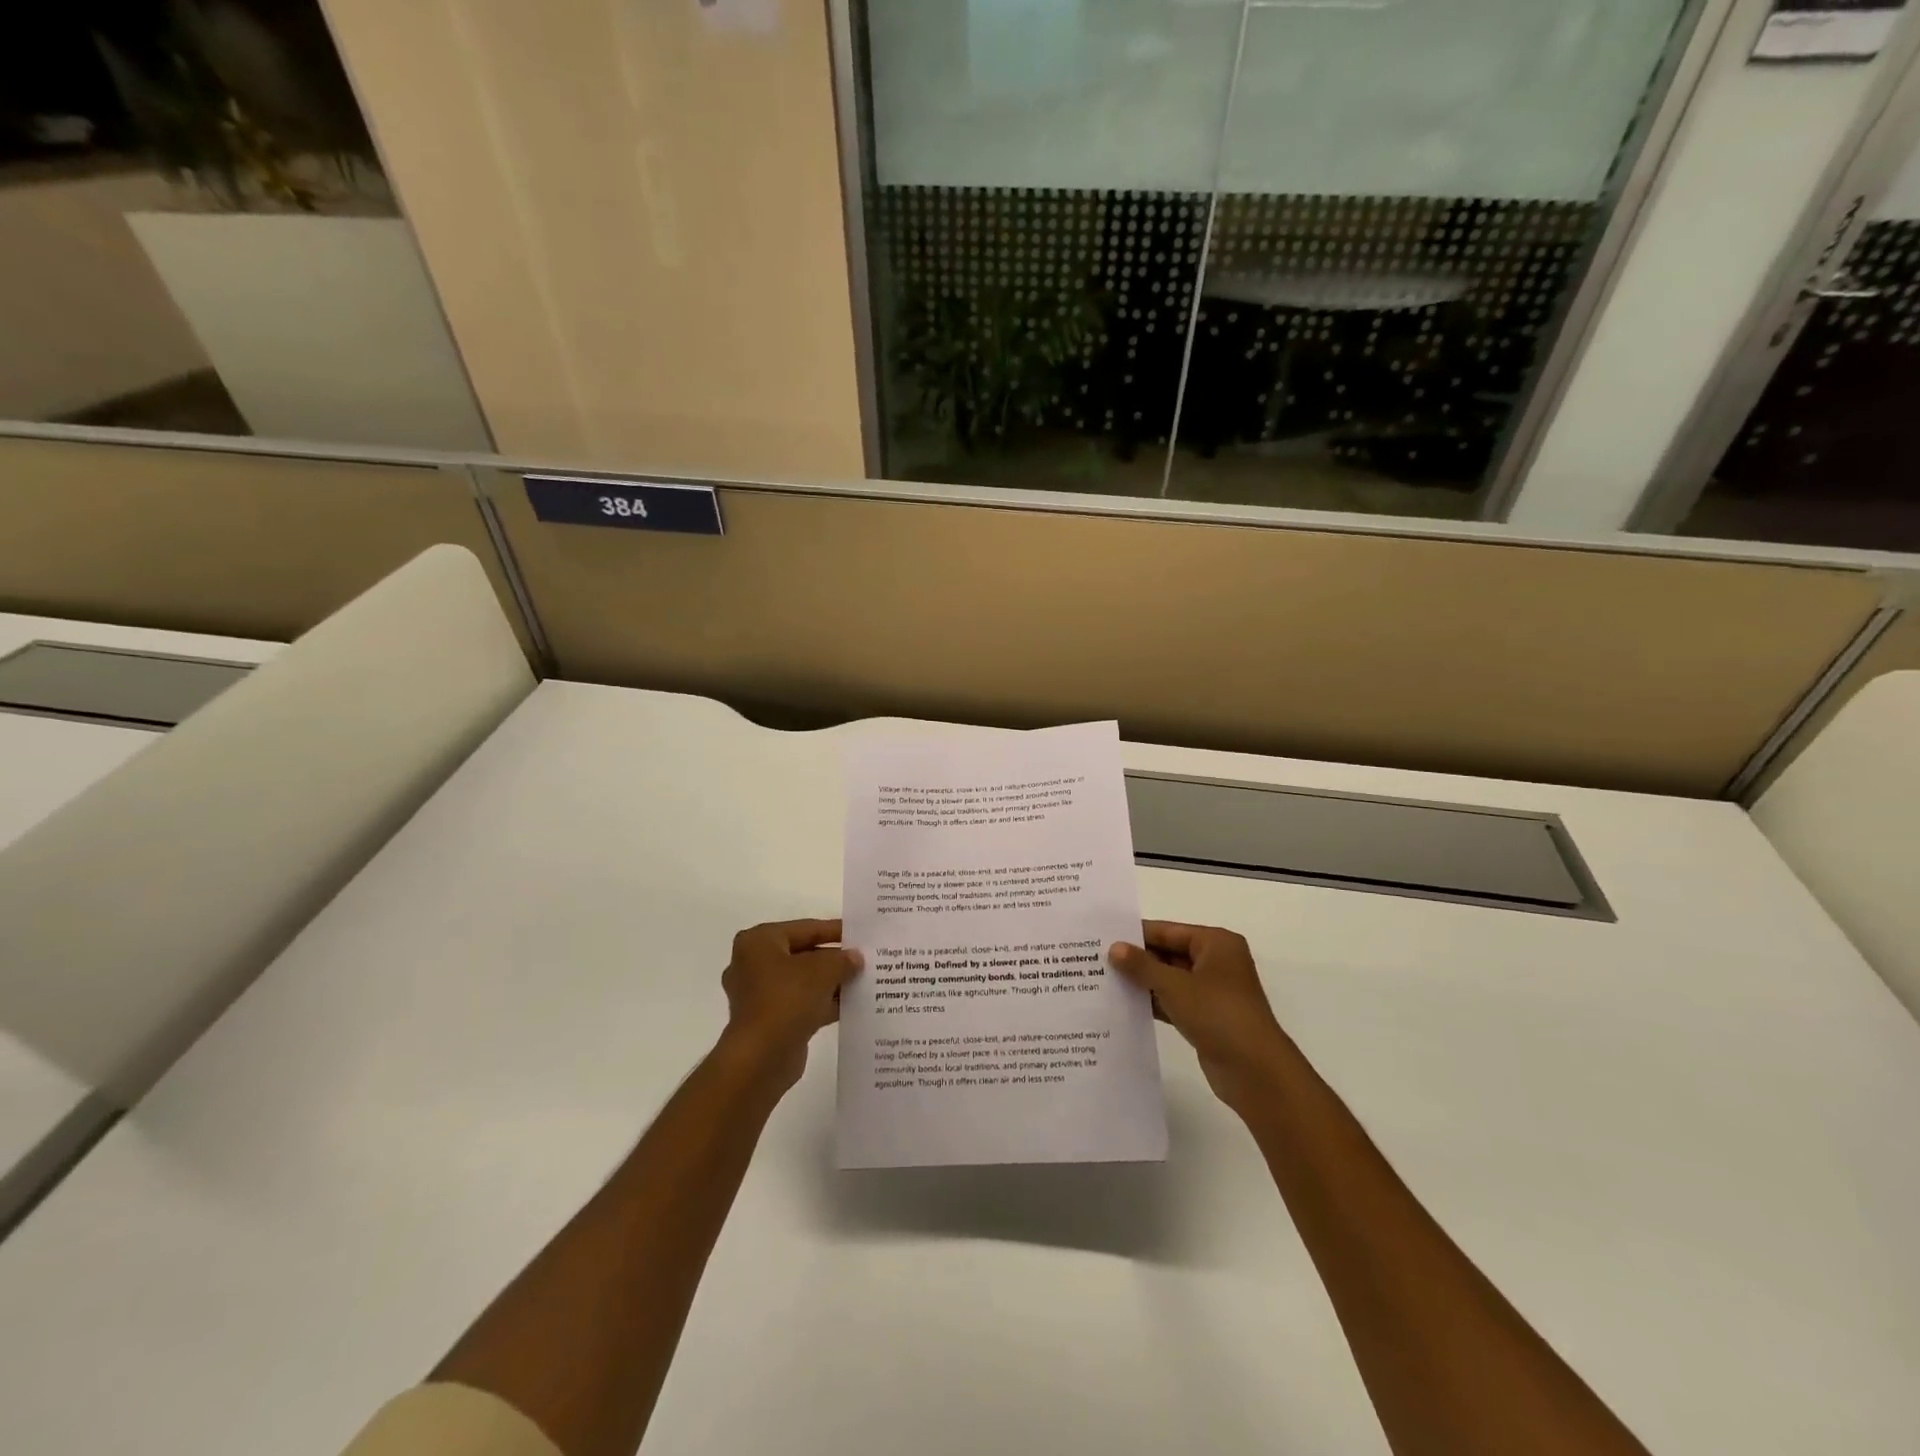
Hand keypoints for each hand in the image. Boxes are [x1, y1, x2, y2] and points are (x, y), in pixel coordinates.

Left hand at [718, 919, 862, 1093]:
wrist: (761, 1058)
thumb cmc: (787, 1000)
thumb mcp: (823, 970)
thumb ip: (842, 959)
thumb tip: (855, 958)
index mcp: (759, 942)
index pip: (805, 928)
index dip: (835, 930)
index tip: (860, 933)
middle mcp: (754, 964)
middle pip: (803, 954)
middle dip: (834, 959)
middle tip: (865, 958)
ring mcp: (760, 994)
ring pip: (803, 981)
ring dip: (831, 982)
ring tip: (864, 980)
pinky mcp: (769, 1020)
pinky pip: (801, 1003)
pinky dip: (823, 1003)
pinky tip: (852, 1005)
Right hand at [1109, 922, 1288, 1115]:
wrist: (1255, 1072)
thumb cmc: (1218, 1014)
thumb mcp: (1175, 986)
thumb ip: (1142, 966)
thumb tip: (1114, 948)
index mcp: (1216, 943)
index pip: (1168, 931)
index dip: (1136, 934)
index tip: (1102, 936)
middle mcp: (1216, 962)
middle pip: (1168, 953)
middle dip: (1137, 959)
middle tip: (1096, 959)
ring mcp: (1212, 991)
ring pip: (1170, 979)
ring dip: (1142, 982)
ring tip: (1103, 980)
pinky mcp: (1206, 1017)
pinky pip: (1174, 1001)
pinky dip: (1153, 1002)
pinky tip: (1123, 1005)